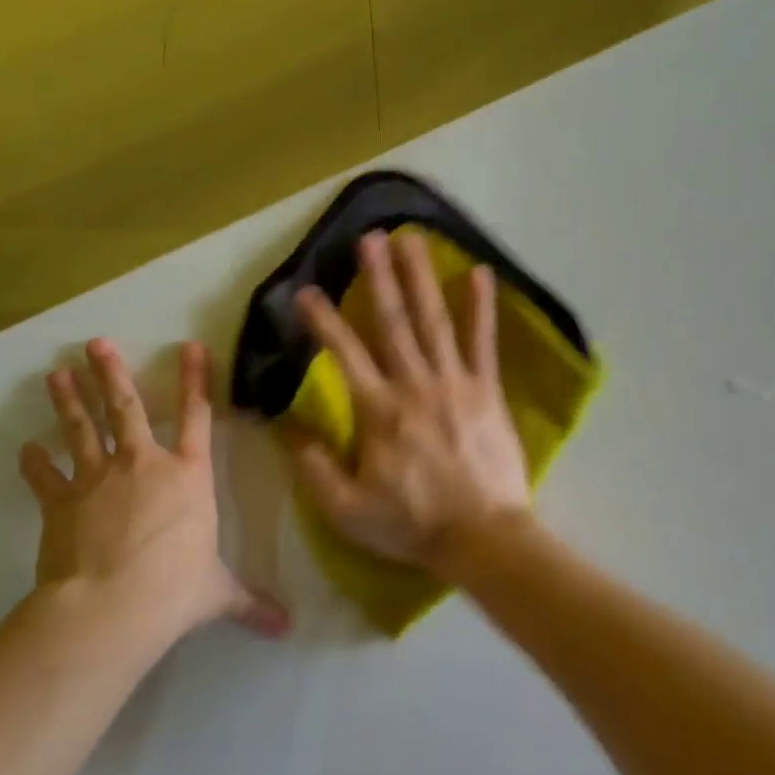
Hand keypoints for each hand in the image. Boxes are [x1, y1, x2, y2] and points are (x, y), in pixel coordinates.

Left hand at [19, 339, 287, 637]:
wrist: (112, 606)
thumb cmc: (176, 589)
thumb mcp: (218, 593)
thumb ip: (250, 603)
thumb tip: (287, 628)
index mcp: (189, 477)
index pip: (198, 417)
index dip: (195, 380)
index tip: (189, 346)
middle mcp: (144, 465)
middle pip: (127, 408)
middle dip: (111, 373)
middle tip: (95, 344)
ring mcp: (98, 479)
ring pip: (83, 429)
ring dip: (69, 401)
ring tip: (56, 374)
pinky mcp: (61, 503)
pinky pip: (45, 477)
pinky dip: (35, 464)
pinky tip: (25, 450)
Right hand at [290, 230, 532, 575]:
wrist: (482, 537)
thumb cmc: (412, 524)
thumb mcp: (346, 510)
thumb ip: (314, 467)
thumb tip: (288, 429)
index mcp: (378, 411)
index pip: (344, 354)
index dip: (322, 321)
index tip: (306, 291)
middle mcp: (414, 385)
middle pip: (392, 323)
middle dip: (377, 278)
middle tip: (369, 237)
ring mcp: (455, 383)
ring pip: (434, 321)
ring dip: (421, 278)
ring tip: (412, 240)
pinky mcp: (487, 392)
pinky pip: (483, 343)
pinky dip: (481, 308)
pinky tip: (480, 274)